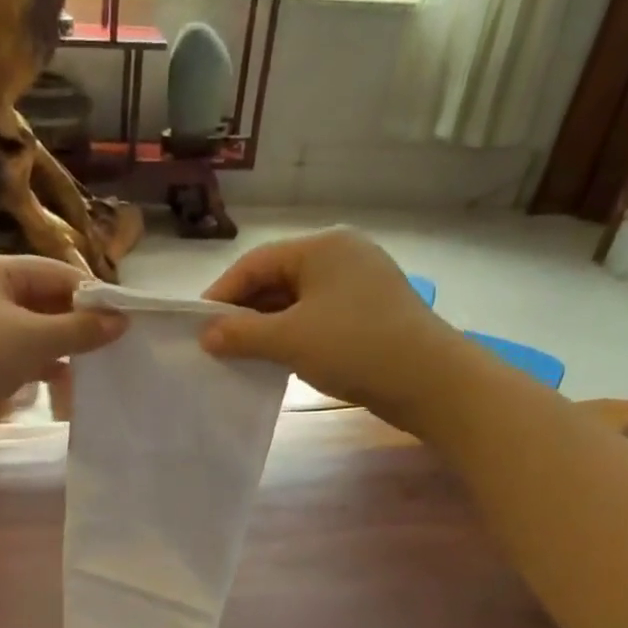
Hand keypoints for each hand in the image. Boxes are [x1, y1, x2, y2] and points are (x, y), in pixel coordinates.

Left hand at [0, 254, 126, 442]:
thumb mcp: (34, 339)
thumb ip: (80, 329)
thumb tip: (121, 321)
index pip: (54, 272)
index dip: (90, 293)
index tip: (121, 318)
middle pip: (43, 300)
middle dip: (76, 323)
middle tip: (111, 345)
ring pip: (32, 331)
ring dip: (61, 347)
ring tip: (92, 365)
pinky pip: (18, 356)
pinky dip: (41, 366)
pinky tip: (62, 382)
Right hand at [198, 227, 454, 427]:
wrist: (429, 380)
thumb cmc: (354, 346)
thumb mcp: (289, 339)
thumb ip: (242, 334)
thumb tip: (206, 335)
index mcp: (322, 247)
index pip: (256, 263)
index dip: (223, 294)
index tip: (198, 326)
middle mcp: (341, 256)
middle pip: (277, 279)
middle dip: (245, 312)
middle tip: (217, 345)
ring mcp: (359, 285)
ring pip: (297, 301)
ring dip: (267, 327)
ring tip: (242, 356)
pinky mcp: (369, 313)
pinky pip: (317, 318)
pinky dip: (293, 335)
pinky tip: (278, 359)